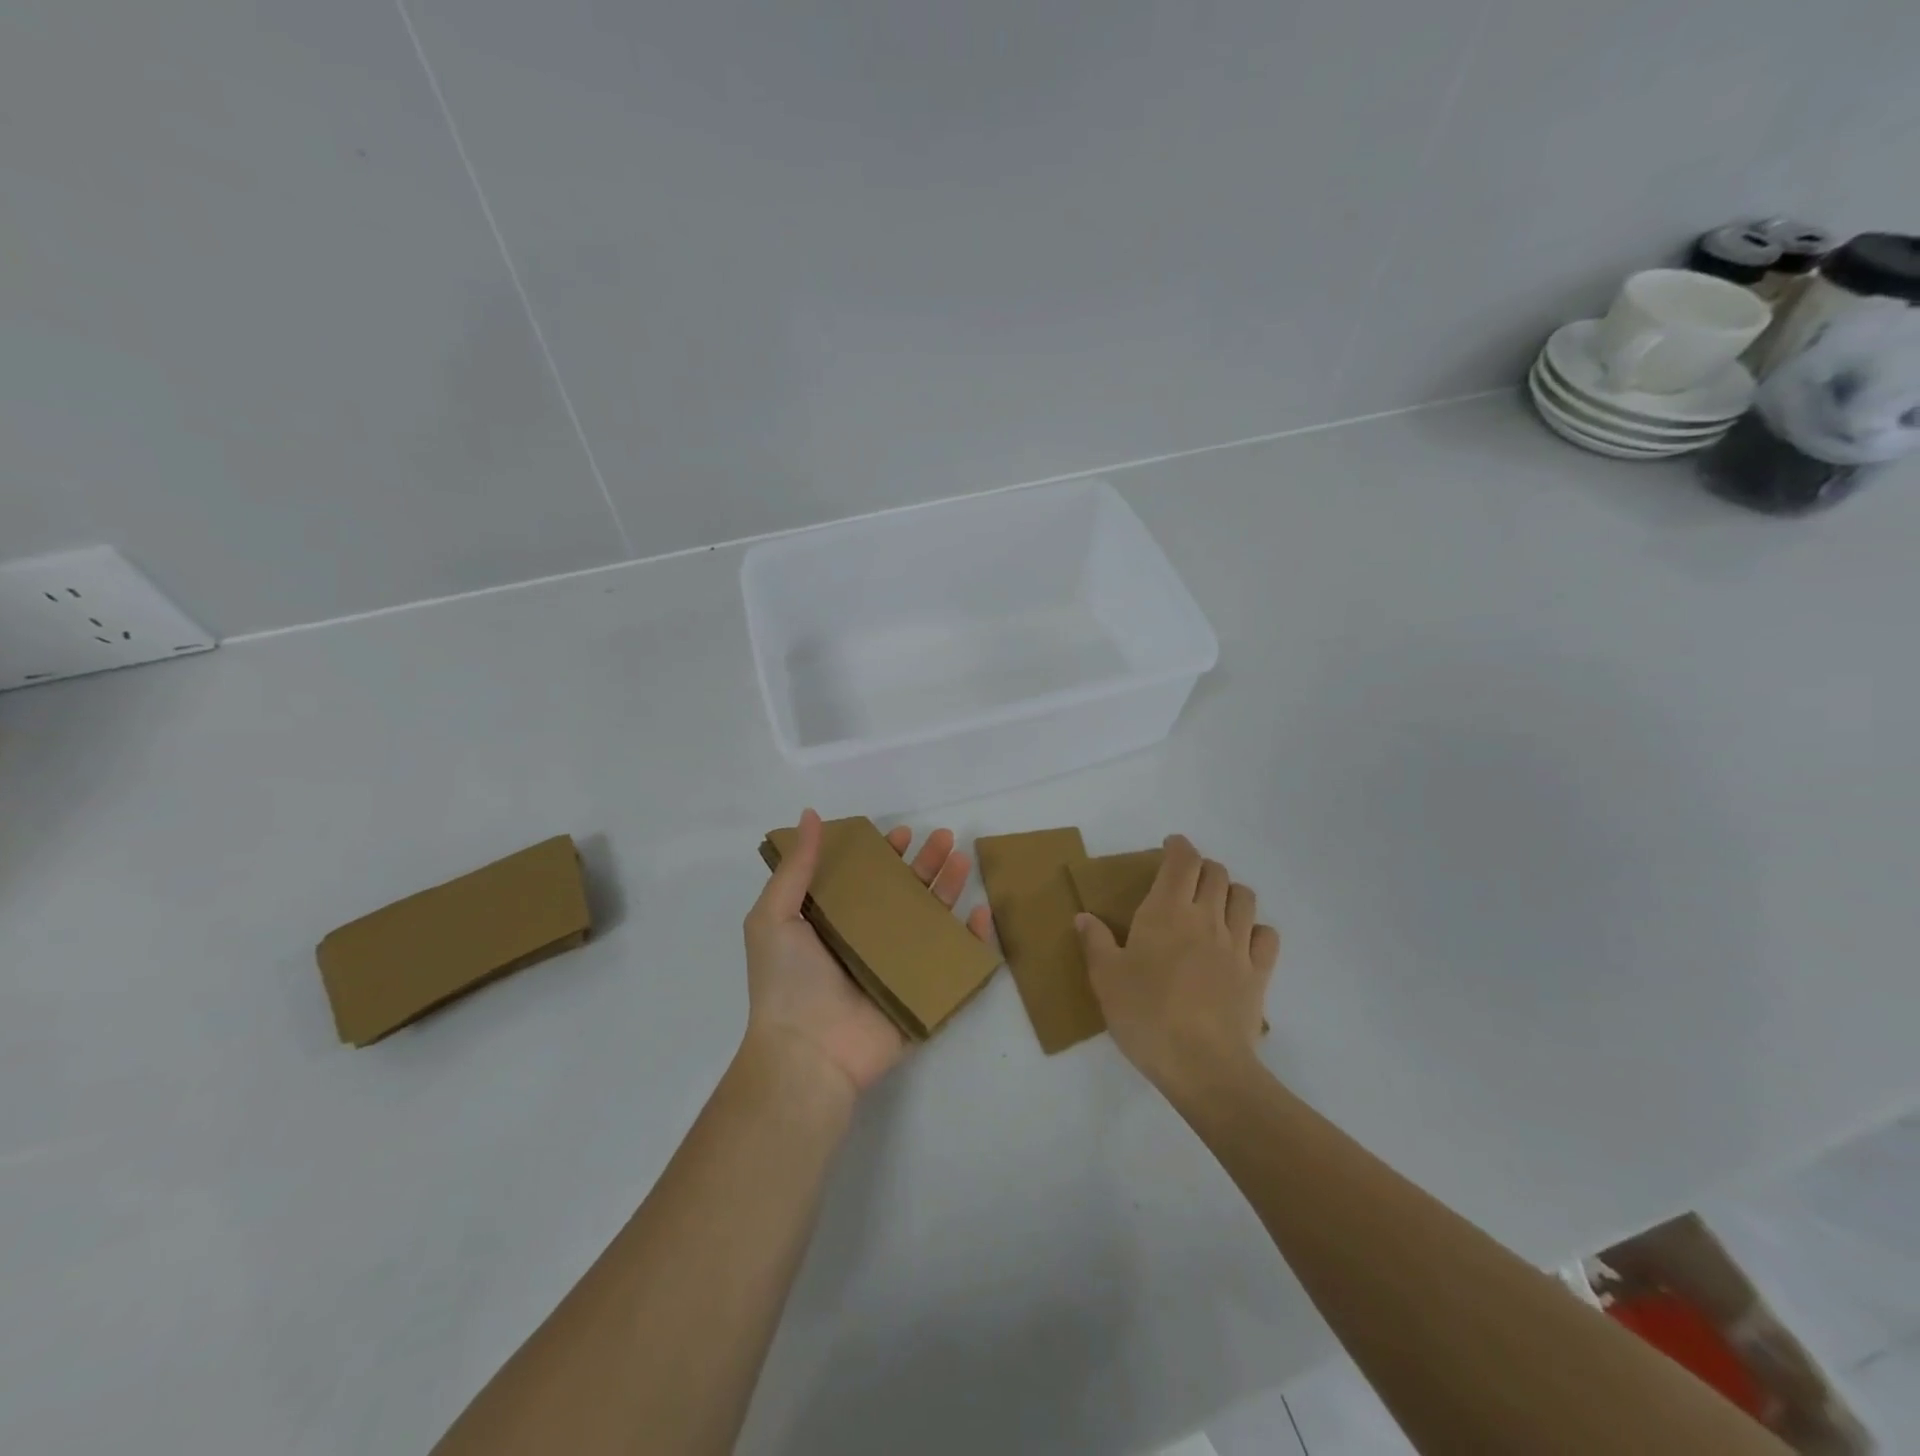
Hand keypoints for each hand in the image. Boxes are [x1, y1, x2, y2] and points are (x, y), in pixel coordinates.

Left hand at [744, 809, 994, 1096]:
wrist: (807, 1054)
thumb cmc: (787, 982)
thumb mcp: (775, 916)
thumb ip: (796, 867)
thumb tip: (809, 815)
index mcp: (835, 923)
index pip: (867, 880)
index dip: (884, 855)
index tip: (902, 835)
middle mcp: (868, 942)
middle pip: (905, 895)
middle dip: (926, 864)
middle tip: (946, 838)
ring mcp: (898, 969)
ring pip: (932, 921)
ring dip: (950, 889)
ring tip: (963, 860)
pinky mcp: (923, 995)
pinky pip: (955, 964)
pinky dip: (974, 940)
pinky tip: (982, 913)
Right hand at [1077, 834, 1278, 1093]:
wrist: (1203, 1065)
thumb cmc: (1146, 1015)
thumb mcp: (1106, 979)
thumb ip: (1095, 942)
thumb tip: (1084, 917)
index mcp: (1167, 911)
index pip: (1182, 860)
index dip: (1178, 846)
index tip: (1169, 846)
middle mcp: (1207, 917)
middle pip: (1215, 873)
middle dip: (1201, 867)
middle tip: (1185, 880)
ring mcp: (1238, 944)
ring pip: (1244, 897)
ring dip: (1230, 892)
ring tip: (1214, 905)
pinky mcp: (1259, 973)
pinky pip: (1267, 935)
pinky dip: (1256, 929)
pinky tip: (1242, 942)